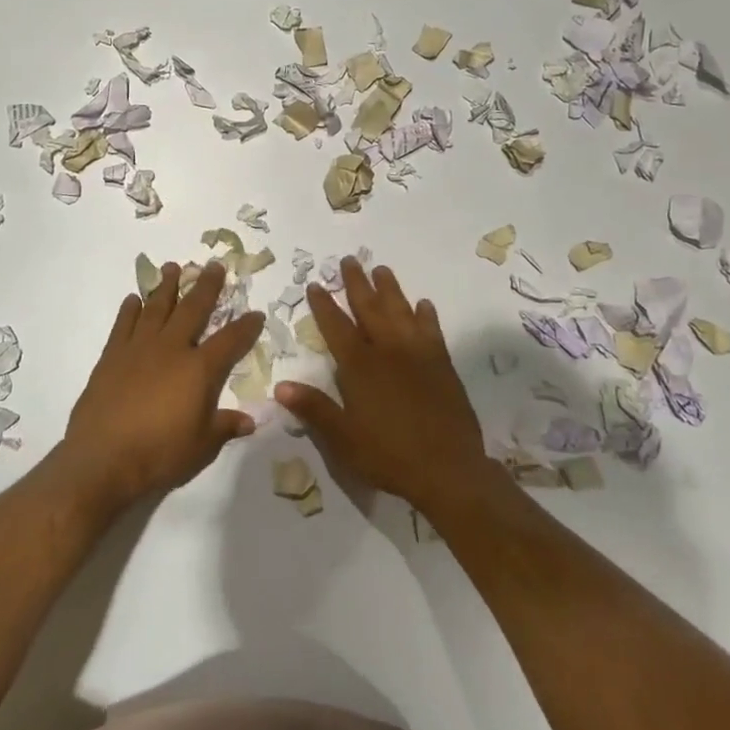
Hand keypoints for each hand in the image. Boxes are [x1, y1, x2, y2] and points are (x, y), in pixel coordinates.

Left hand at [55, 261, 264, 509]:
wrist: (103, 459)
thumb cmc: (160, 454)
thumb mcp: (202, 446)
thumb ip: (225, 427)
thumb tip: (249, 421)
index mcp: (199, 369)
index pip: (230, 340)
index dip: (246, 326)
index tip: (256, 313)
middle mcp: (171, 349)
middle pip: (193, 309)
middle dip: (206, 286)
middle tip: (214, 265)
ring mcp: (138, 349)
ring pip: (156, 308)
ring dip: (167, 287)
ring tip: (173, 267)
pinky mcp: (111, 357)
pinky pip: (123, 325)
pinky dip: (129, 310)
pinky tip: (134, 299)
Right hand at [275, 259, 496, 511]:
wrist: (448, 469)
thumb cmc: (389, 455)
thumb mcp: (343, 439)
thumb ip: (314, 408)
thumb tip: (281, 385)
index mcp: (360, 367)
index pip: (337, 327)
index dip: (324, 305)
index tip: (316, 284)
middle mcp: (388, 351)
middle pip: (370, 308)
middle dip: (357, 283)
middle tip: (349, 260)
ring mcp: (419, 354)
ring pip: (401, 311)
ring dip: (390, 289)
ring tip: (381, 269)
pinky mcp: (443, 364)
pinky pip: (432, 331)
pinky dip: (426, 315)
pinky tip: (423, 305)